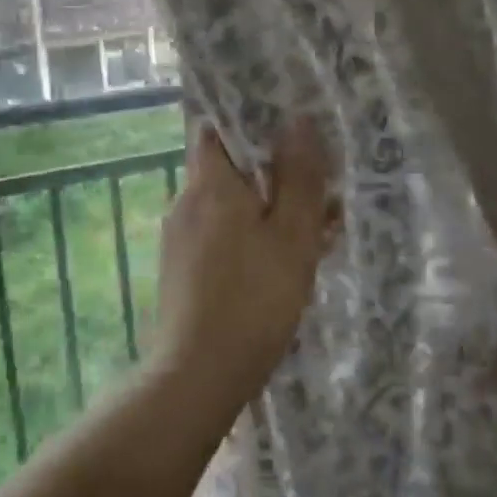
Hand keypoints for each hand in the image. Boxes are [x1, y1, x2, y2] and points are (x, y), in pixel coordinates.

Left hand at [152, 118, 334, 401]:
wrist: (198, 375)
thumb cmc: (253, 300)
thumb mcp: (292, 236)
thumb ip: (298, 178)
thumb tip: (299, 121)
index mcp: (209, 184)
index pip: (217, 128)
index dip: (251, 123)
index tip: (289, 129)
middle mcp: (185, 202)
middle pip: (229, 169)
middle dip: (272, 173)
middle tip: (317, 187)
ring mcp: (179, 238)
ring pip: (228, 206)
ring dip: (267, 209)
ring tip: (315, 230)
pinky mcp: (181, 269)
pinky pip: (219, 236)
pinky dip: (250, 237)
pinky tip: (283, 263)